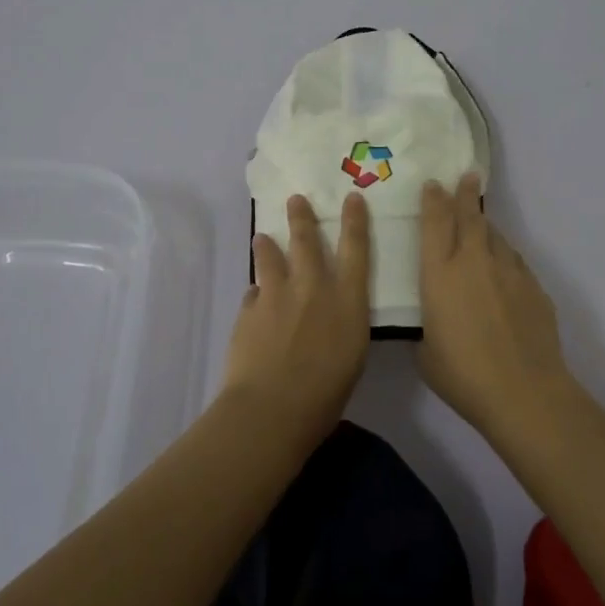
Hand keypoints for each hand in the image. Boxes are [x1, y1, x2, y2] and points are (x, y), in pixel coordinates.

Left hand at [221, 193, 370, 444]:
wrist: (272, 408)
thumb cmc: (325, 395)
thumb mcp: (352, 357)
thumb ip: (342, 325)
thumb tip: (330, 314)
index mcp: (346, 301)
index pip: (355, 250)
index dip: (354, 221)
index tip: (351, 197)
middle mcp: (312, 288)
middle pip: (307, 241)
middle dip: (302, 217)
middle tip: (295, 199)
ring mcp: (277, 295)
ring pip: (270, 257)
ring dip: (267, 246)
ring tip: (263, 238)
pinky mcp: (249, 310)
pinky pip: (253, 294)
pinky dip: (256, 295)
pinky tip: (254, 301)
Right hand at [418, 174, 576, 439]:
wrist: (524, 392)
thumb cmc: (463, 375)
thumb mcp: (427, 352)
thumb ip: (428, 325)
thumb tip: (436, 320)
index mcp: (440, 273)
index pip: (434, 222)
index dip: (433, 200)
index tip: (434, 184)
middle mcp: (473, 261)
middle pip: (469, 216)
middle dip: (466, 193)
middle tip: (467, 176)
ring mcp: (508, 270)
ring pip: (495, 236)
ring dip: (486, 227)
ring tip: (482, 225)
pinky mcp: (534, 286)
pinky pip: (515, 262)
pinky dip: (505, 258)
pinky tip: (504, 271)